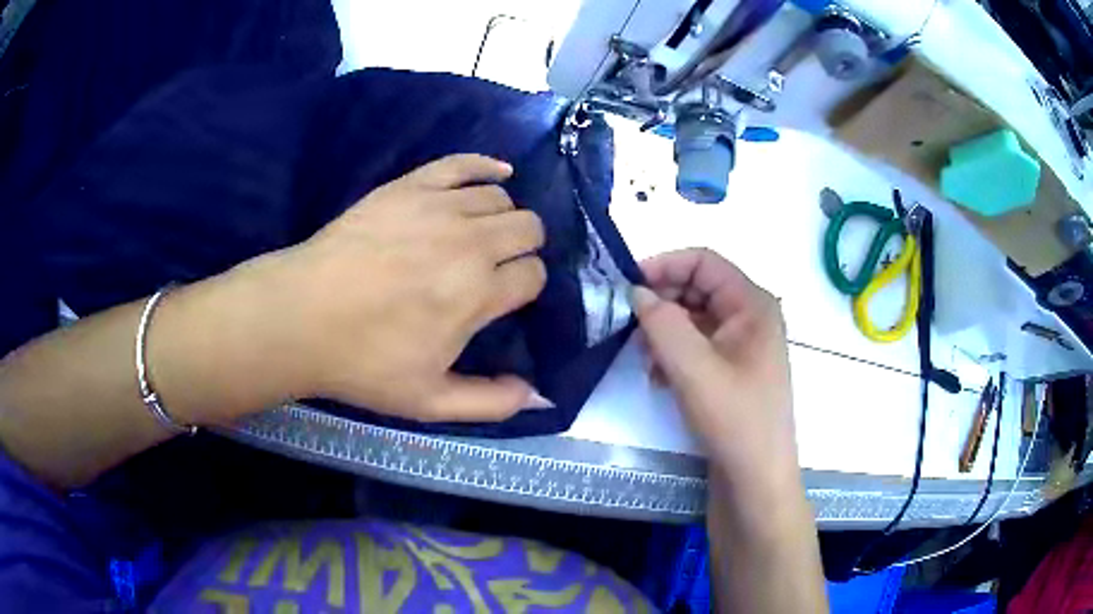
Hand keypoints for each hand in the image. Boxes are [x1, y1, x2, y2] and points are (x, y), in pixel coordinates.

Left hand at [179, 154, 549, 423]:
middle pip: (528, 228)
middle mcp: (468, 242)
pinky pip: (462, 163)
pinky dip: (486, 166)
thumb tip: (539, 396)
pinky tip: (498, 174)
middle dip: (524, 248)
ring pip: (500, 198)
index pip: (534, 274)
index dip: (527, 286)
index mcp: (477, 294)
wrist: (301, 316)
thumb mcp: (430, 402)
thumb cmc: (364, 361)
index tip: (508, 297)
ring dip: (502, 218)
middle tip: (498, 268)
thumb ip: (491, 402)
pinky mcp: (409, 186)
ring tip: (481, 236)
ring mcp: (438, 207)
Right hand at [631, 248, 796, 485]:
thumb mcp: (694, 367)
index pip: (704, 262)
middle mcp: (751, 317)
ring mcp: (743, 346)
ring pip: (694, 319)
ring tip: (645, 359)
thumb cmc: (734, 418)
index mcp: (753, 304)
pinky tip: (659, 378)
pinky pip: (698, 346)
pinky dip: (674, 354)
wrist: (755, 479)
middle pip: (698, 289)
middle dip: (663, 303)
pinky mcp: (732, 371)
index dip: (665, 265)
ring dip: (665, 332)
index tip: (627, 285)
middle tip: (630, 326)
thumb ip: (662, 323)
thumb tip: (637, 292)